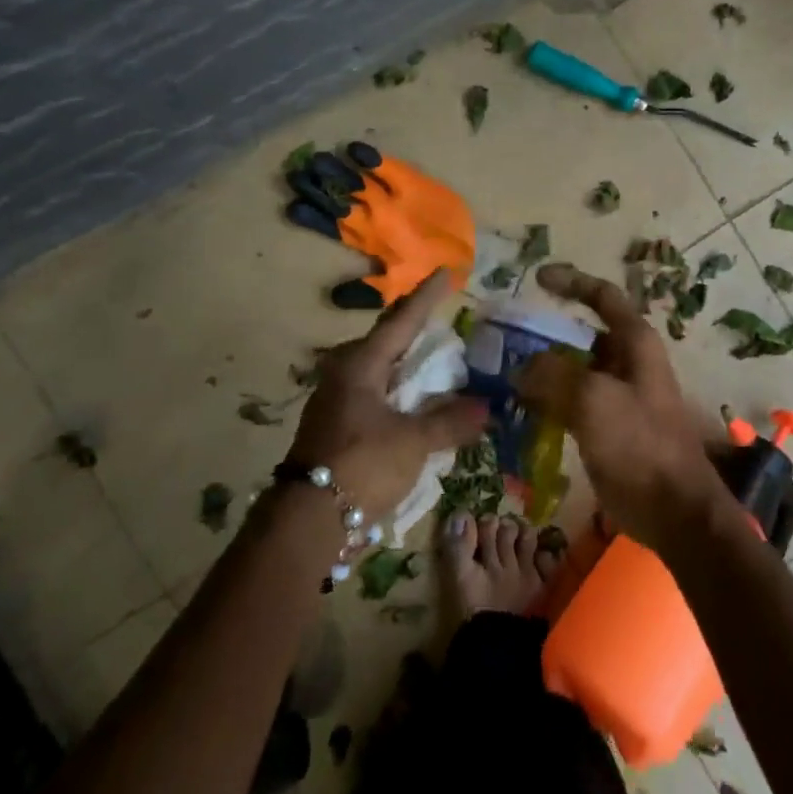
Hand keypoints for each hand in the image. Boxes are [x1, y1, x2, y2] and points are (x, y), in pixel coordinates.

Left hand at [287, 272, 486, 519]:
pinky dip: (400, 389)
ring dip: (406, 361)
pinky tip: (415, 399)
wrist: (307, 521)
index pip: (402, 320)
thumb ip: (449, 422)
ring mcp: (338, 399)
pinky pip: (376, 392)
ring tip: (434, 355)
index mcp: (361, 365)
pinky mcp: (338, 424)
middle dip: (413, 326)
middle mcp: (346, 373)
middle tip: (440, 313)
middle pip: (386, 339)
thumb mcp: (413, 442)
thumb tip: (485, 408)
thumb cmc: (361, 466)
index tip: (446, 272)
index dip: (427, 297)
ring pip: (379, 367)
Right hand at [517, 263, 727, 548]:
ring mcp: (619, 396)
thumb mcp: (594, 401)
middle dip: (546, 335)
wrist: (674, 509)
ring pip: (575, 371)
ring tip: (503, 375)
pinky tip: (521, 411)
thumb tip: (521, 367)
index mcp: (635, 343)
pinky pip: (573, 403)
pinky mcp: (610, 427)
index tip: (537, 278)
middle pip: (583, 335)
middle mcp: (629, 362)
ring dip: (543, 371)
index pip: (602, 297)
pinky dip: (549, 402)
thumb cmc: (640, 445)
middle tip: (505, 340)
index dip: (572, 281)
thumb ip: (553, 374)